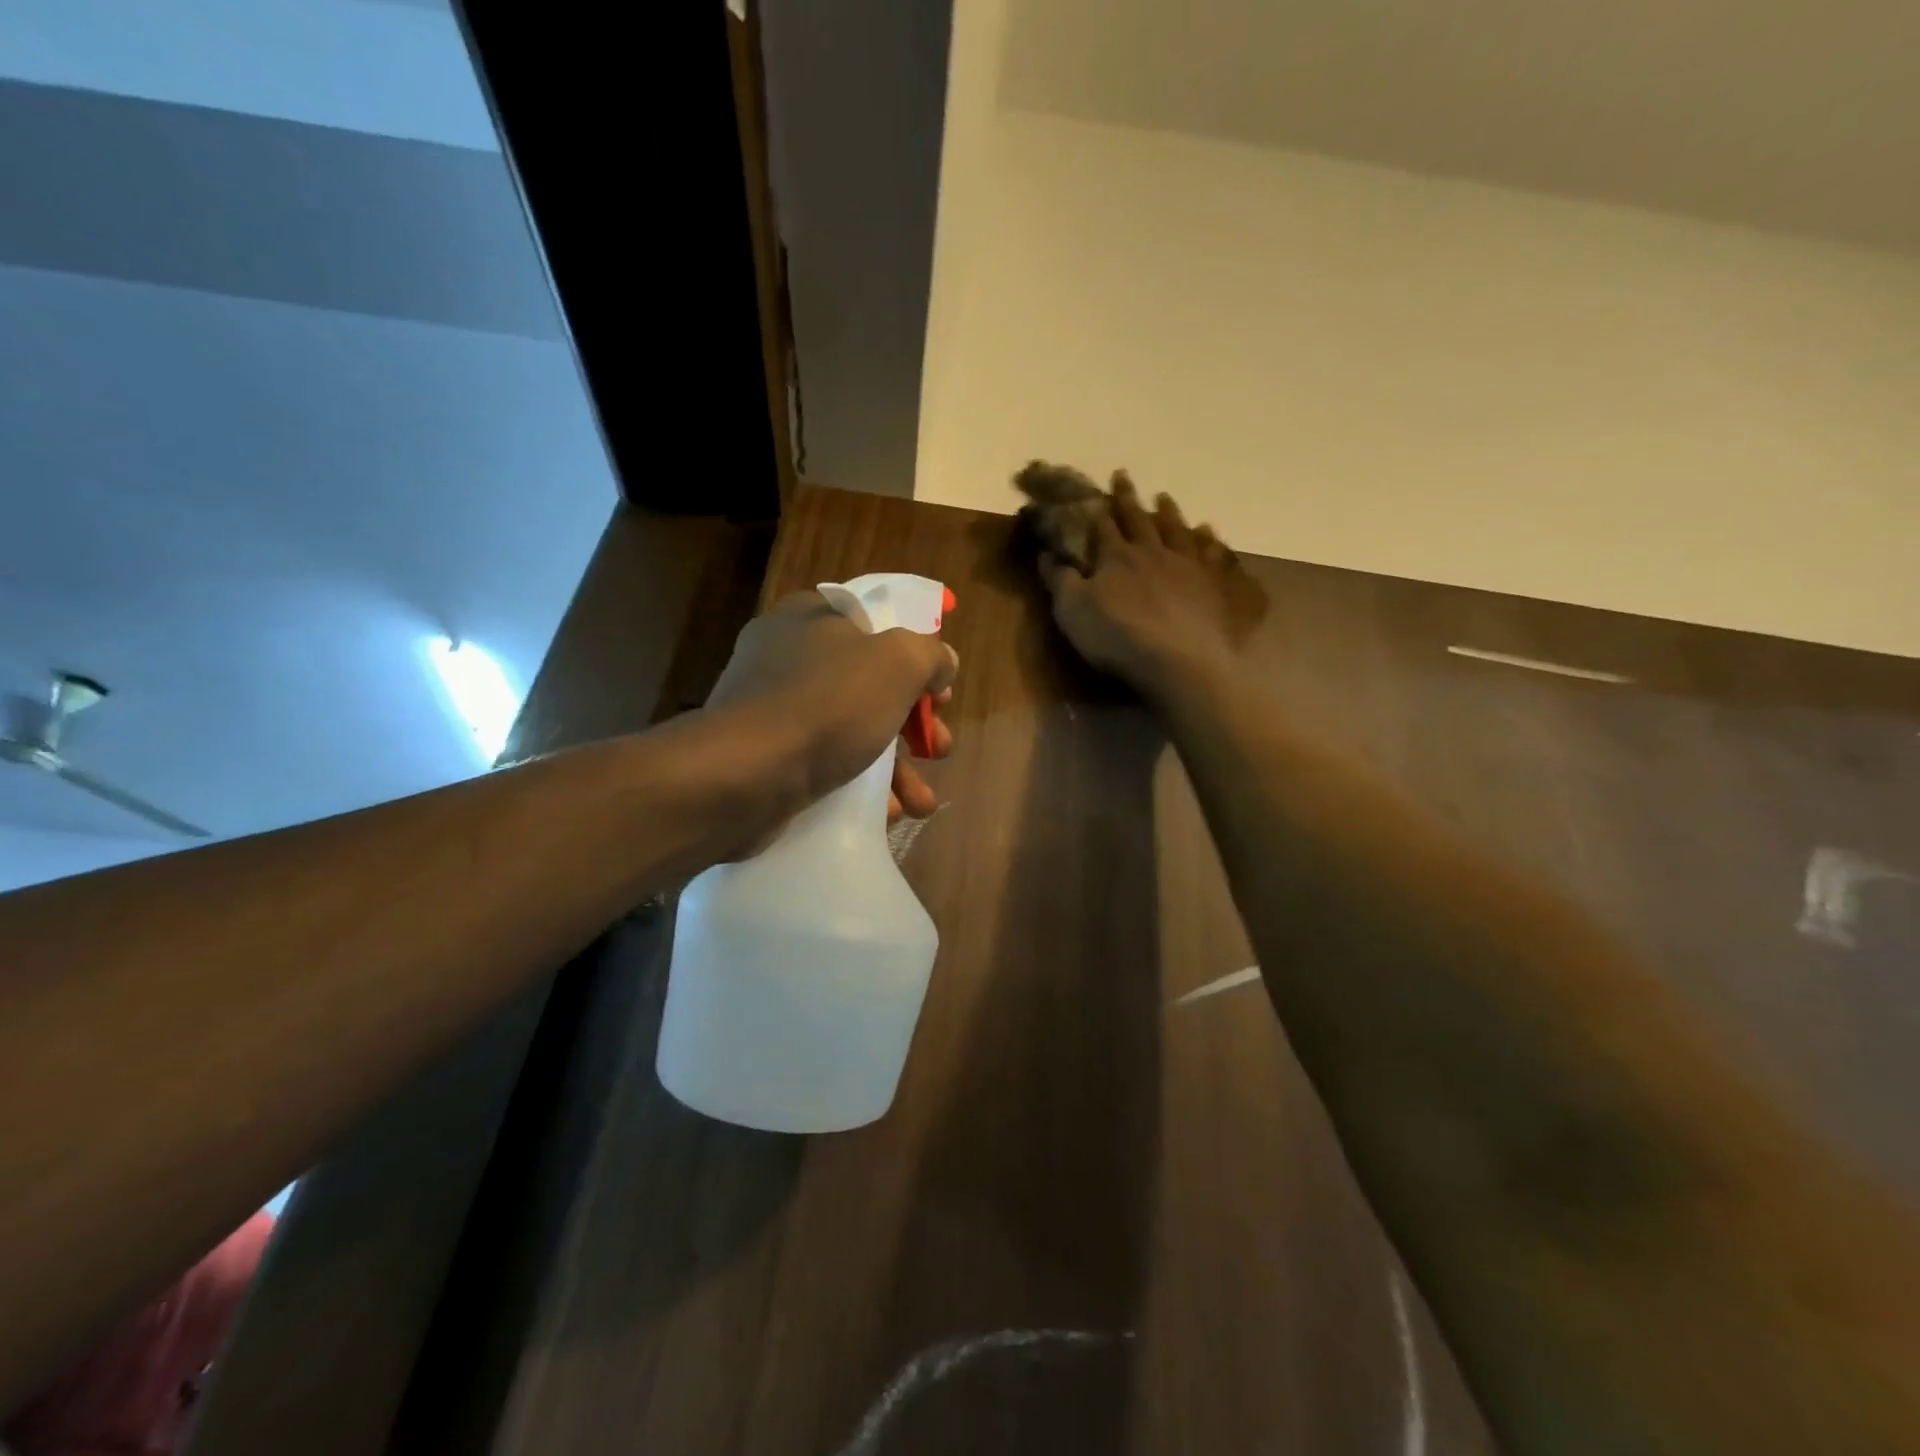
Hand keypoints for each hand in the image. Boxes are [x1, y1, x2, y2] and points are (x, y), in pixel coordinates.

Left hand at [704, 591, 957, 828]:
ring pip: (851, 731)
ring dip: (896, 769)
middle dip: (914, 724)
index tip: (940, 691)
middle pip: (871, 684)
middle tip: (938, 748)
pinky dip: (858, 788)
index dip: (917, 655)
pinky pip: (824, 764)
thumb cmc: (826, 706)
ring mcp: (773, 709)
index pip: (877, 624)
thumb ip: (930, 655)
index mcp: (812, 618)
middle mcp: (788, 656)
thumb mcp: (898, 663)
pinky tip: (884, 813)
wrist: (743, 777)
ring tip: (921, 802)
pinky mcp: (766, 757)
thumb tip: (943, 662)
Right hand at [1039, 472, 1263, 699]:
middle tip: (1124, 475)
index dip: (1097, 508)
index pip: (1103, 526)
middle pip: (1139, 519)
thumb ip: (1060, 580)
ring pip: (1177, 530)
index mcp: (1116, 557)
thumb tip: (1047, 553)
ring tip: (1165, 498)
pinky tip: (1210, 533)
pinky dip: (1210, 541)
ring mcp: (1188, 566)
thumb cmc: (1117, 637)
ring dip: (1169, 512)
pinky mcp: (1215, 585)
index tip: (1095, 489)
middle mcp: (1153, 552)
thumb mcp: (1072, 611)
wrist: (1178, 661)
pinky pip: (1213, 555)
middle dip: (1128, 499)